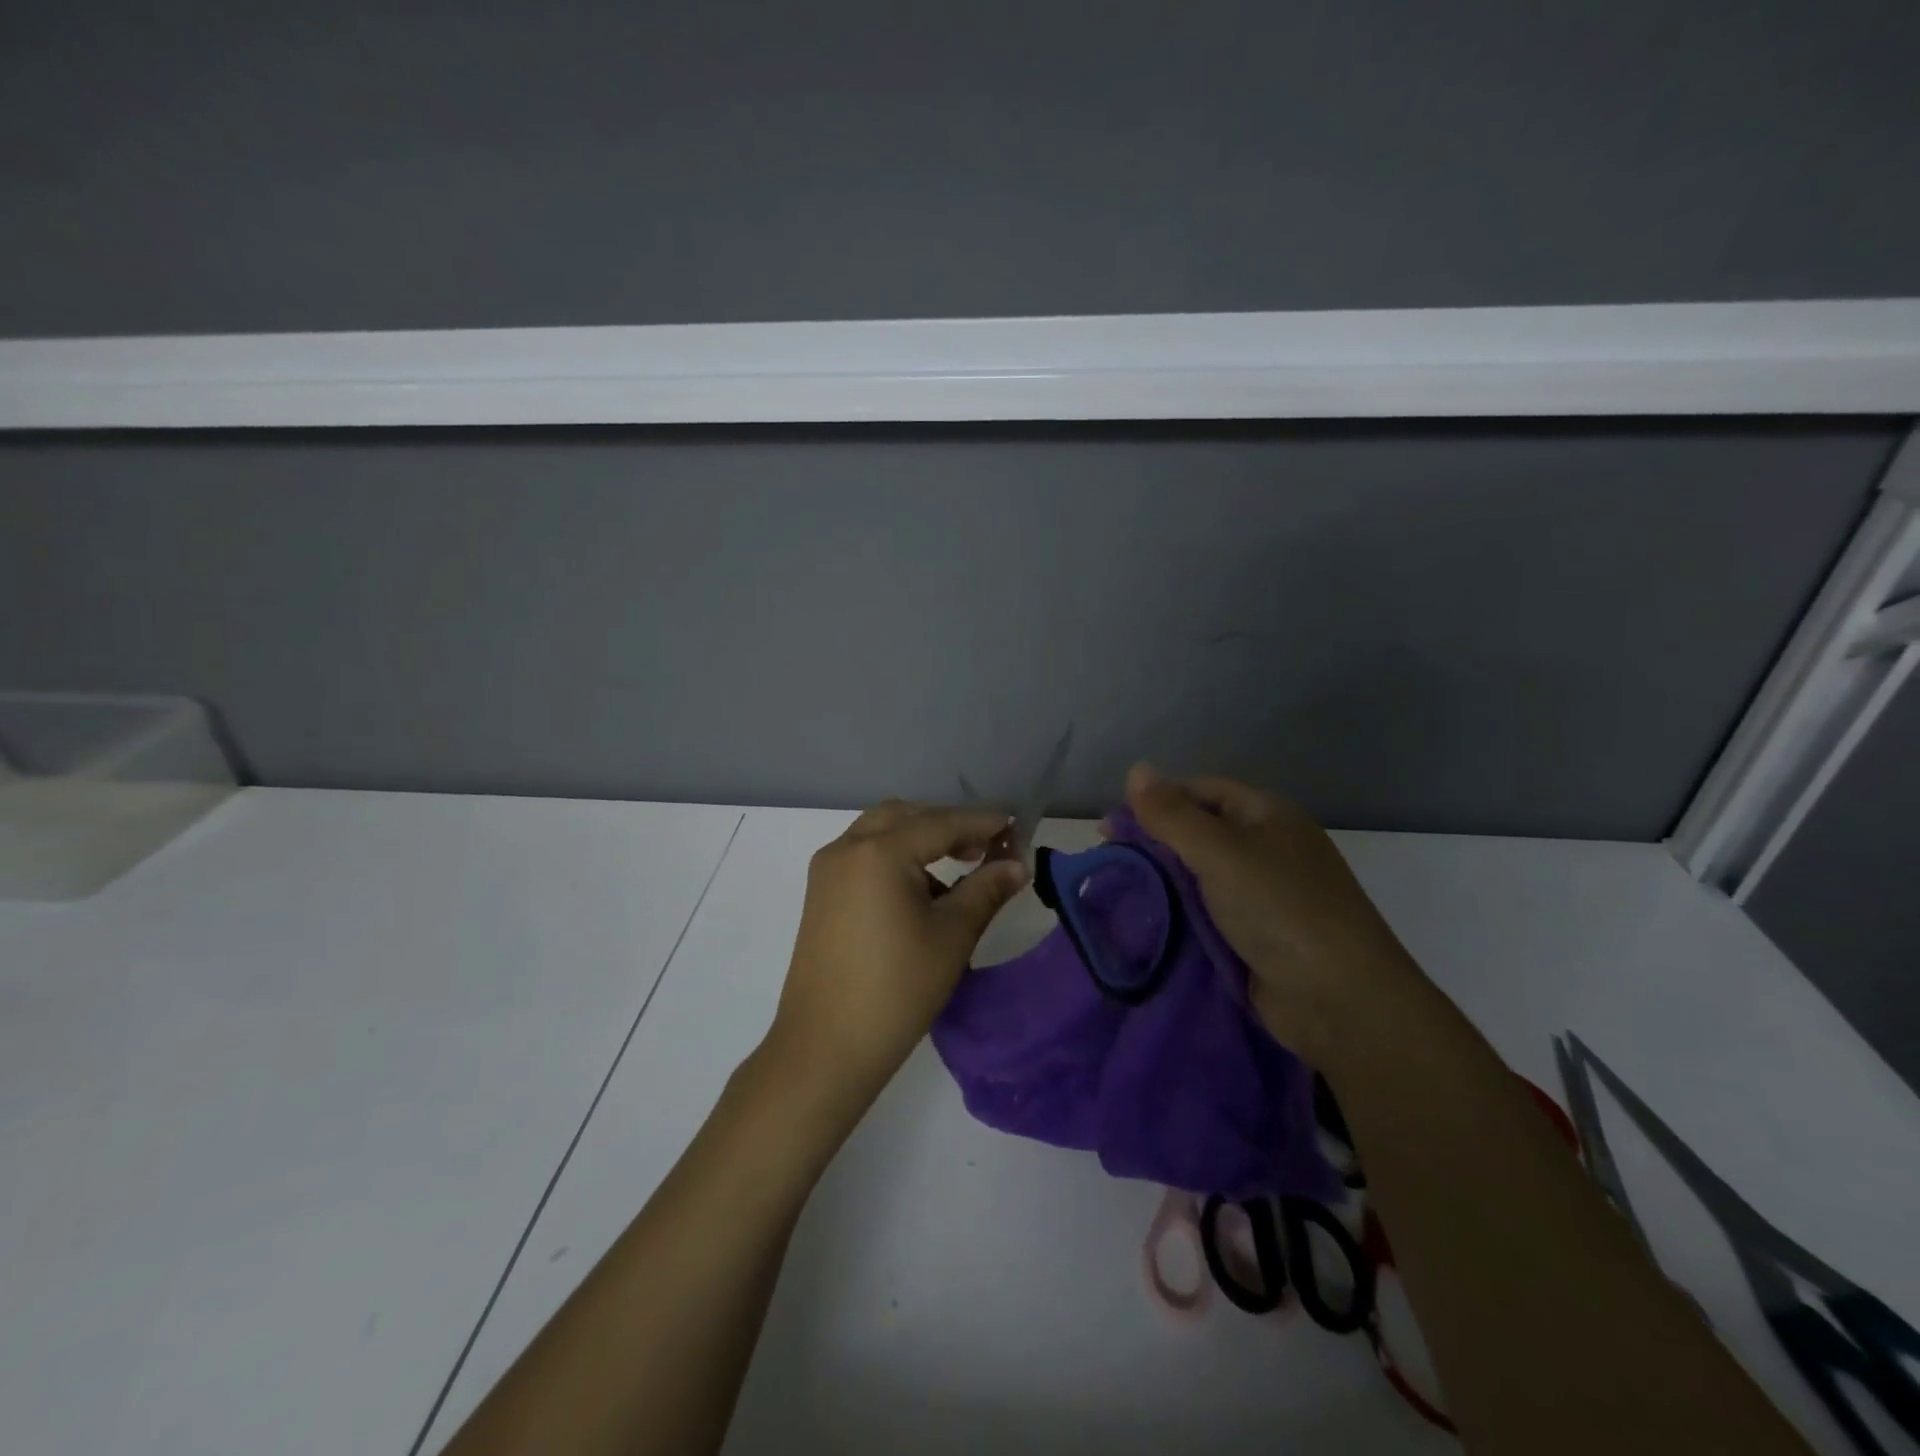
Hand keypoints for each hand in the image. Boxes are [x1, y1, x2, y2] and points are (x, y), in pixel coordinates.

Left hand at [766, 800, 1029, 1114]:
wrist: (825, 1047)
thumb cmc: (898, 989)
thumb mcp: (952, 936)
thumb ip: (986, 890)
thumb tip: (1018, 864)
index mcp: (879, 852)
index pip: (940, 822)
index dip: (981, 823)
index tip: (1015, 826)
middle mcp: (846, 848)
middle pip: (905, 817)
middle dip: (947, 825)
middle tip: (984, 848)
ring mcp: (827, 871)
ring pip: (880, 833)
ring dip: (919, 839)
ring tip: (957, 870)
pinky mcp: (819, 894)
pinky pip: (862, 856)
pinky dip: (894, 858)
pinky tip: (919, 894)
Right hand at [1121, 764, 1424, 1060]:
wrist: (1340, 1000)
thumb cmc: (1281, 908)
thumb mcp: (1221, 851)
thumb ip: (1173, 814)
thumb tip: (1136, 768)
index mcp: (1266, 814)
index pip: (1199, 791)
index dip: (1154, 802)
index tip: (1109, 828)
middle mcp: (1265, 847)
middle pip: (1197, 833)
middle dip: (1153, 845)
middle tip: (1109, 863)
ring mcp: (1262, 894)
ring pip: (1197, 876)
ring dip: (1161, 883)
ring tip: (1118, 894)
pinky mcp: (1255, 935)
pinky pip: (1206, 913)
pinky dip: (1177, 915)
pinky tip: (1145, 922)